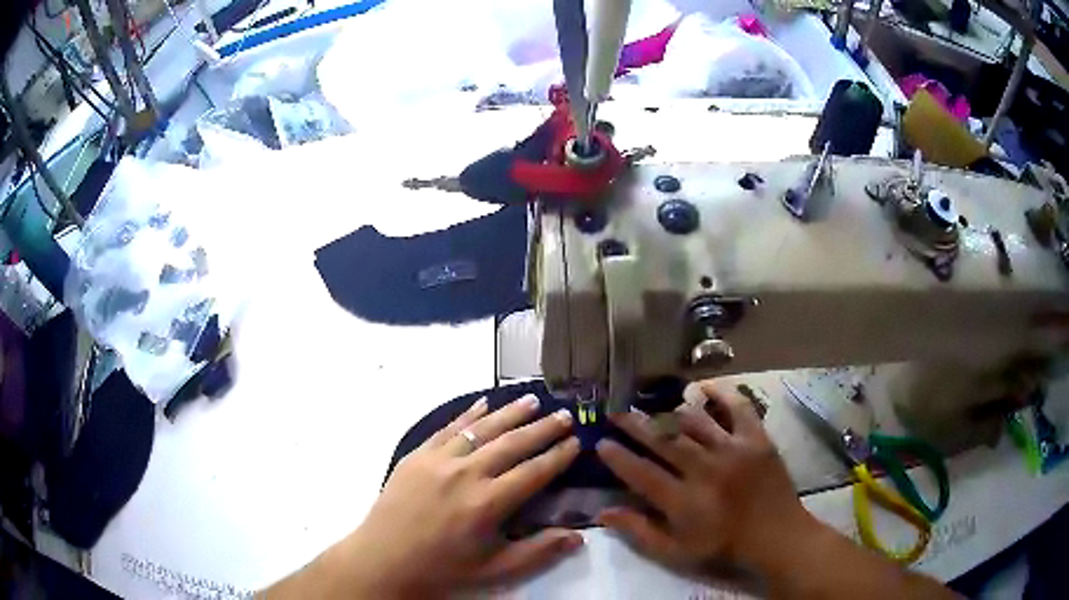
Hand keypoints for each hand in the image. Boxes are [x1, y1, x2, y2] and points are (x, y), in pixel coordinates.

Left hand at [326, 395, 581, 596]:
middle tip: (565, 414)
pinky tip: (483, 403)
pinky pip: (448, 429)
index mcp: (487, 503)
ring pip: (481, 429)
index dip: (558, 456)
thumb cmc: (442, 570)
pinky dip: (468, 415)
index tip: (577, 441)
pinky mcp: (417, 455)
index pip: (533, 472)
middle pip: (512, 443)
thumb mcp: (494, 571)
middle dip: (542, 429)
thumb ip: (538, 552)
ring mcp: (438, 460)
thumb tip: (577, 537)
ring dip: (510, 413)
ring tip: (533, 400)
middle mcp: (465, 474)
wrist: (383, 561)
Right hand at [596, 381, 817, 577]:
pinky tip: (703, 388)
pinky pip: (737, 407)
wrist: (777, 536)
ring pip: (694, 421)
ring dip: (670, 412)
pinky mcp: (756, 439)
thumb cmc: (724, 548)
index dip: (618, 456)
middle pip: (663, 440)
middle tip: (616, 412)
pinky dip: (720, 394)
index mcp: (684, 501)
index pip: (641, 473)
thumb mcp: (676, 553)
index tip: (601, 443)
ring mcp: (733, 450)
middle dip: (635, 424)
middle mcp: (705, 470)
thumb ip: (639, 532)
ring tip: (654, 408)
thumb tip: (603, 512)